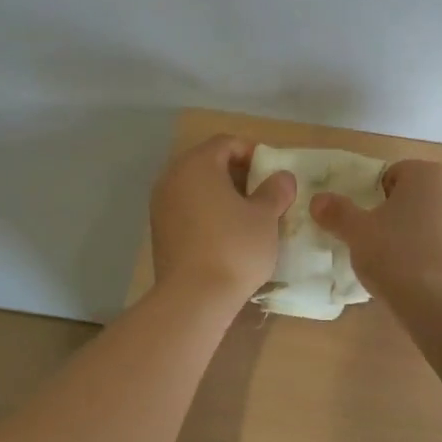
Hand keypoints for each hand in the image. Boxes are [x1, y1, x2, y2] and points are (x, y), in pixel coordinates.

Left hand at [149, 135, 295, 306]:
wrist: (193, 298)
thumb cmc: (234, 247)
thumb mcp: (265, 216)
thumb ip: (275, 190)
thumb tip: (282, 178)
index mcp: (197, 164)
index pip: (226, 143)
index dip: (253, 153)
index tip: (272, 175)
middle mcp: (172, 177)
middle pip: (208, 163)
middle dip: (237, 174)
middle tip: (262, 194)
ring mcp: (161, 205)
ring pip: (196, 188)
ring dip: (222, 195)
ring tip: (247, 216)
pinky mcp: (159, 231)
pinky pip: (187, 209)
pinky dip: (206, 212)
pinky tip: (226, 234)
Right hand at [310, 159, 441, 296]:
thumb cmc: (396, 255)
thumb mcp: (357, 232)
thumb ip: (336, 212)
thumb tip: (318, 200)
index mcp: (427, 174)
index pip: (391, 175)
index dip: (371, 197)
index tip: (363, 222)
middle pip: (410, 197)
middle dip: (391, 215)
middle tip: (371, 241)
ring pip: (426, 222)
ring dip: (409, 236)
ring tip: (390, 264)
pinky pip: (440, 245)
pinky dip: (426, 255)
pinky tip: (412, 278)